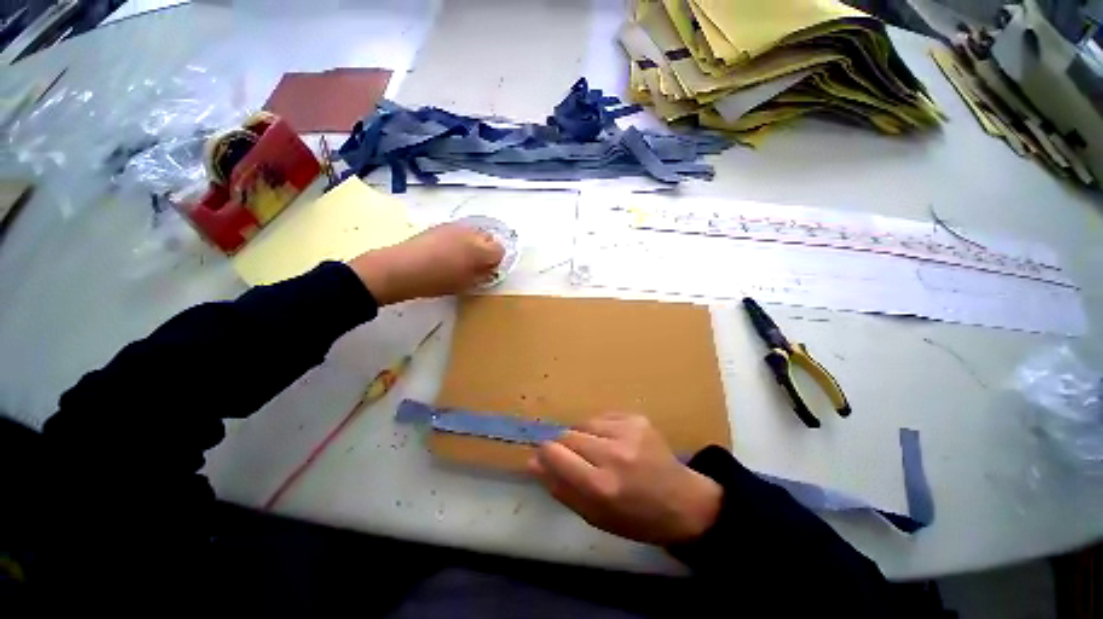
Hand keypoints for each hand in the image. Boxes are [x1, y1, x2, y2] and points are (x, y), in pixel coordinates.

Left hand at [349, 222, 503, 304]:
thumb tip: (490, 268)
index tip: (486, 271)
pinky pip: (459, 231)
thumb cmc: (436, 281)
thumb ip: (482, 274)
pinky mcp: (440, 225)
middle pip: (489, 238)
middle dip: (486, 249)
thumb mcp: (465, 284)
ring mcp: (455, 227)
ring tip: (459, 257)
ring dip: (473, 243)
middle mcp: (470, 233)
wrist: (400, 269)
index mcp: (479, 250)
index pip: (499, 250)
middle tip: (475, 264)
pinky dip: (460, 239)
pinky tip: (446, 251)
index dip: (495, 261)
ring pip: (474, 233)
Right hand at [529, 414, 721, 545]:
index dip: (546, 454)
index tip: (547, 459)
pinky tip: (613, 443)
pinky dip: (599, 430)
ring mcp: (627, 431)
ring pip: (583, 423)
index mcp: (601, 486)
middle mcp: (613, 453)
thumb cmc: (635, 518)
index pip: (555, 453)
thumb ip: (560, 488)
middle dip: (564, 448)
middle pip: (567, 435)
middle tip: (578, 462)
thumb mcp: (594, 517)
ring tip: (597, 452)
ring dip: (582, 437)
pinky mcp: (637, 418)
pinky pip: (601, 417)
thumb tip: (533, 461)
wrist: (682, 502)